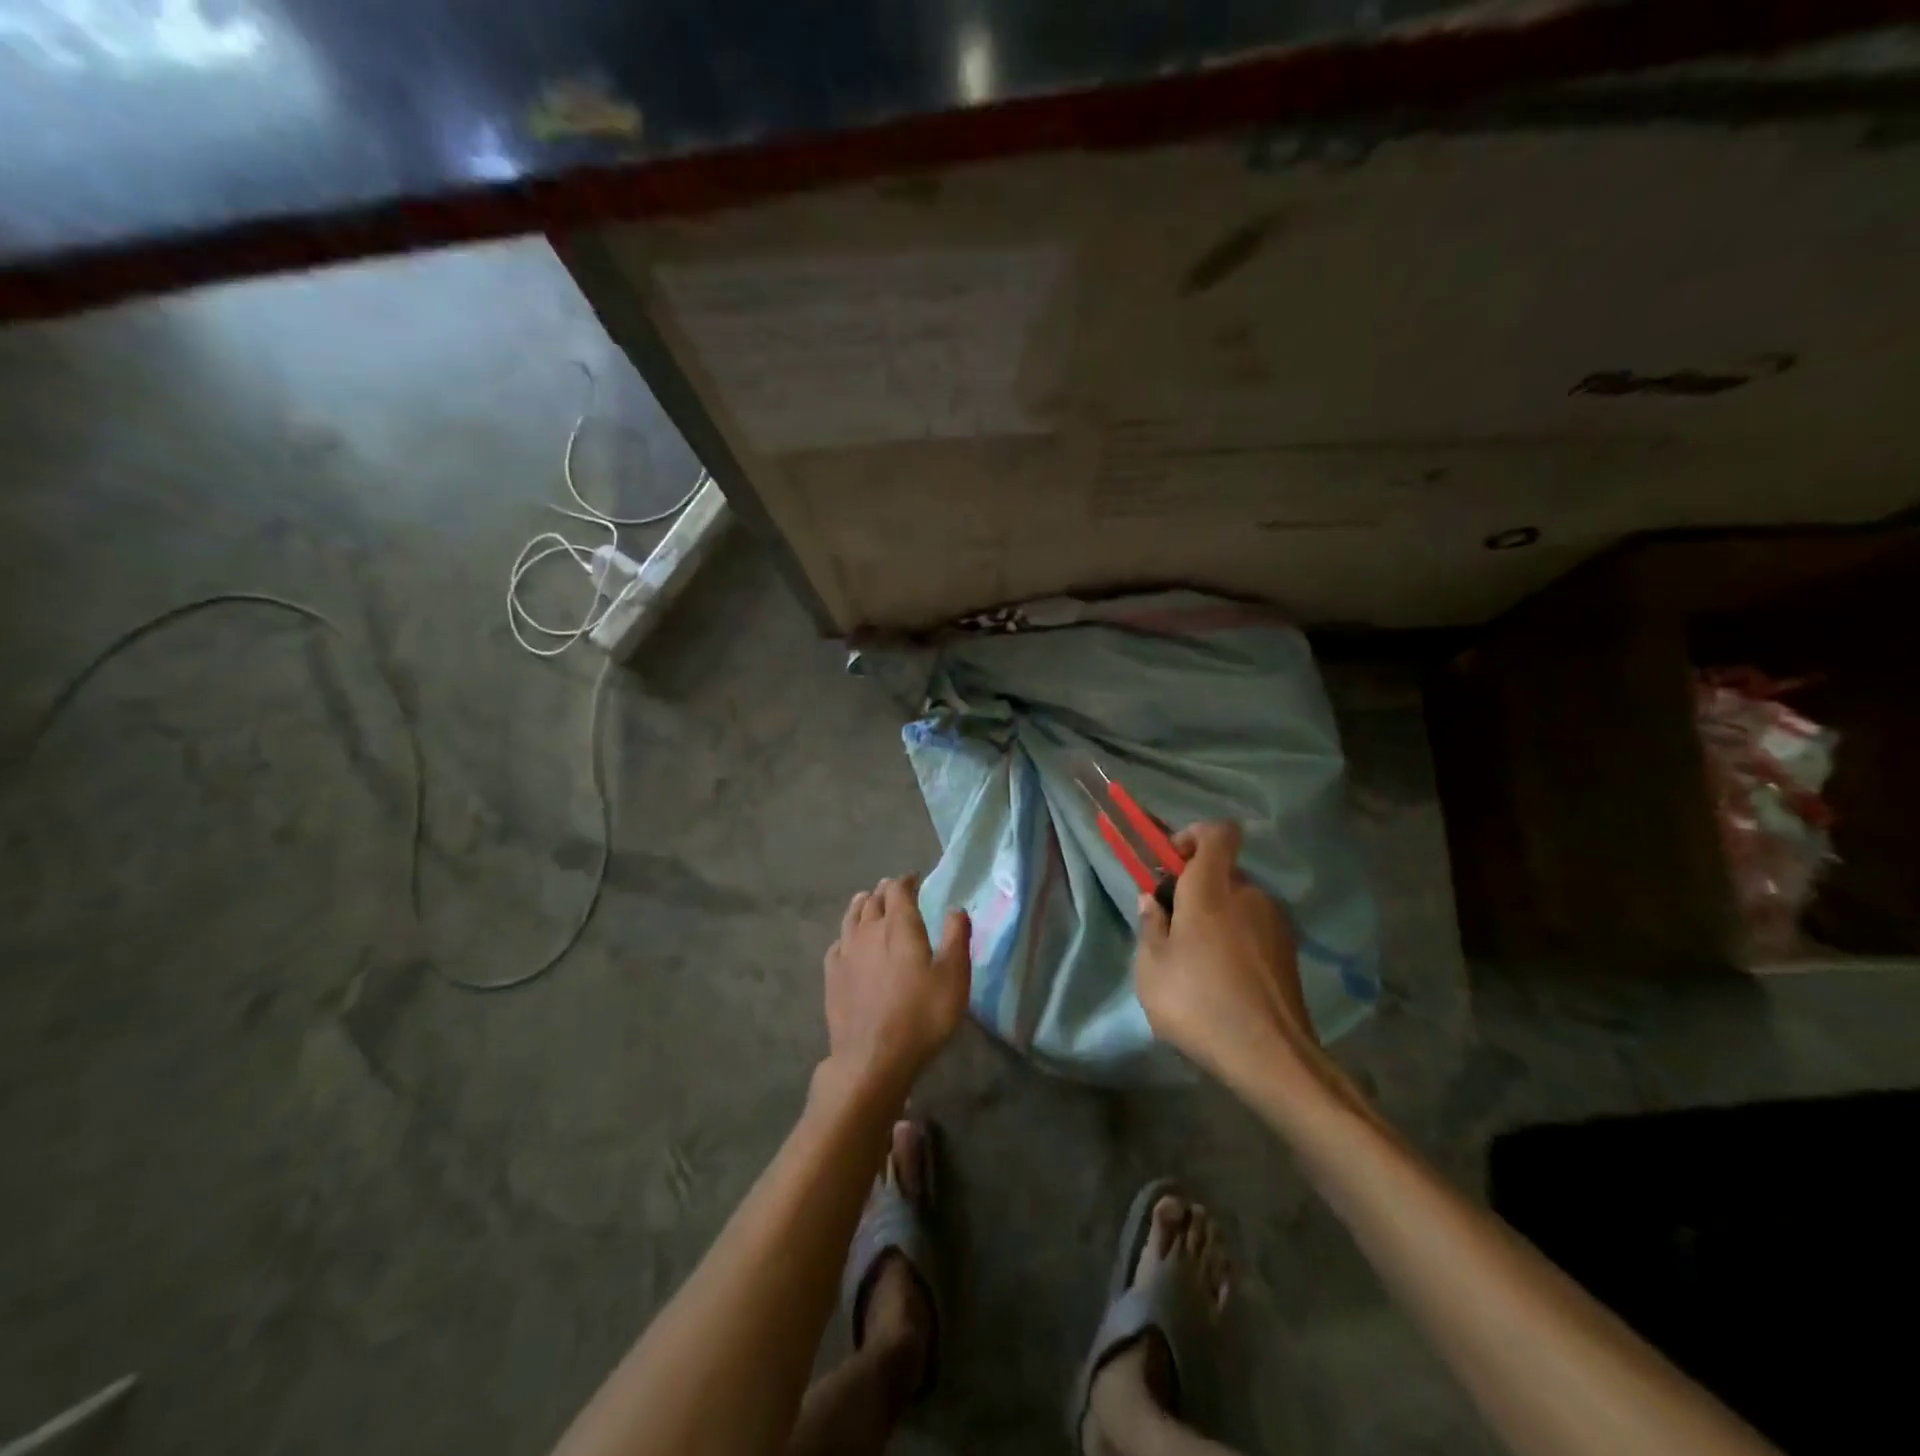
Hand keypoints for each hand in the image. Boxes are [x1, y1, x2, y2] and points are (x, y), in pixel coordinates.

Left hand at [822, 876, 971, 1097]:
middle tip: (894, 890)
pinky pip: (837, 944)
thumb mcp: (954, 976)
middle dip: (885, 891)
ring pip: (851, 917)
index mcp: (899, 925)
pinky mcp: (832, 976)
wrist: (873, 1057)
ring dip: (862, 905)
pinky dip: (845, 935)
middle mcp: (869, 931)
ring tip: (867, 901)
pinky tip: (847, 942)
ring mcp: (846, 953)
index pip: (898, 890)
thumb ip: (956, 937)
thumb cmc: (922, 1015)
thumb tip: (955, 908)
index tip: (914, 879)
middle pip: (873, 900)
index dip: (906, 881)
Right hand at [1134, 821, 1329, 1095]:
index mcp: (1211, 890)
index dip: (1193, 836)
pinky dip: (1235, 941)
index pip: (1216, 833)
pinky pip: (1253, 930)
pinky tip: (1222, 981)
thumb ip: (1150, 925)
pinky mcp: (1288, 953)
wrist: (1271, 1058)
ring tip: (1195, 961)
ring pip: (1238, 903)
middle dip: (1195, 889)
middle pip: (1222, 872)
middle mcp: (1249, 895)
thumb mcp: (1151, 967)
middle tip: (1172, 925)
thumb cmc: (1198, 1003)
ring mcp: (1275, 924)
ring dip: (1216, 918)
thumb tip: (1152, 900)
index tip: (1170, 863)